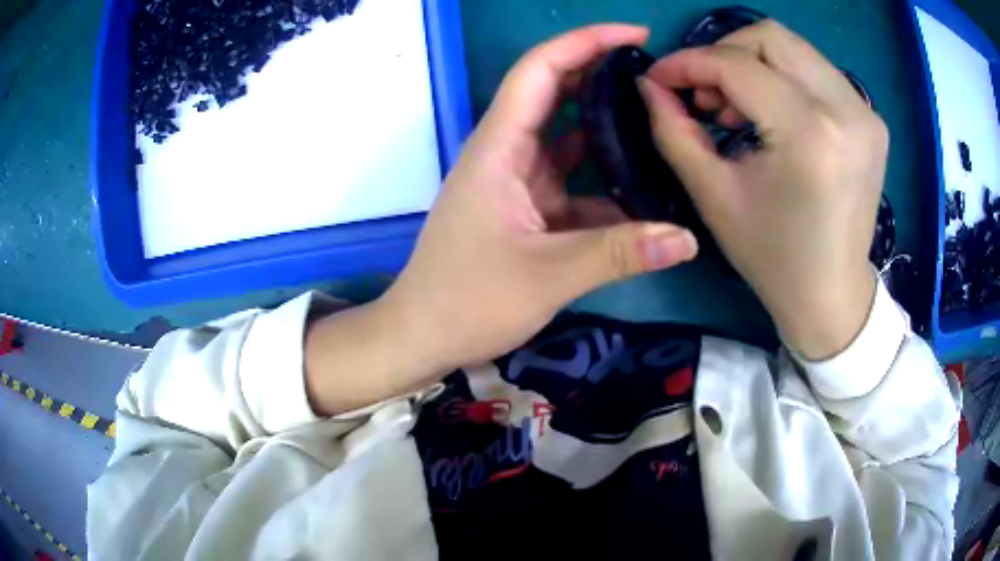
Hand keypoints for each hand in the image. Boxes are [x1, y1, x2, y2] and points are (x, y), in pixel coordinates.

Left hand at [380, 26, 698, 375]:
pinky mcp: (527, 208)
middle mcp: (507, 153)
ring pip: (568, 139)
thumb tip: (688, 240)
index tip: (636, 35)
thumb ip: (619, 254)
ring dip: (608, 128)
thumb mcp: (548, 276)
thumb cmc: (468, 301)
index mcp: (499, 148)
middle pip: (555, 94)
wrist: (424, 335)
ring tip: (661, 123)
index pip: (539, 70)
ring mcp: (517, 181)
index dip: (585, 42)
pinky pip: (572, 181)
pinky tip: (642, 186)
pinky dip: (604, 180)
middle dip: (603, 75)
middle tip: (658, 77)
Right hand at [637, 20, 884, 359]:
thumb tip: (649, 84)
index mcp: (809, 133)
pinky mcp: (871, 119)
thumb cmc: (772, 257)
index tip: (659, 77)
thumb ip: (673, 130)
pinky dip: (783, 78)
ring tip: (735, 106)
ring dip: (753, 64)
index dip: (688, 63)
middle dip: (724, 53)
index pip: (737, 65)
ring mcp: (865, 113)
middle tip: (703, 91)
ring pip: (795, 48)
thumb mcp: (713, 195)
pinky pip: (816, 71)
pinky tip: (770, 112)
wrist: (832, 293)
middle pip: (771, 37)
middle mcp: (846, 110)